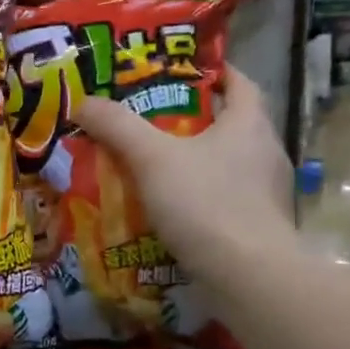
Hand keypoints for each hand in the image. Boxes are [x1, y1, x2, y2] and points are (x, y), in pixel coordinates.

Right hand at [70, 68, 294, 271]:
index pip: (239, 82)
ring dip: (194, 161)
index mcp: (250, 124)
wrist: (248, 277)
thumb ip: (117, 126)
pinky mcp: (259, 226)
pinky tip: (169, 209)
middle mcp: (266, 152)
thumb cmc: (206, 202)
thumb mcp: (152, 158)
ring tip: (152, 165)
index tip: (181, 71)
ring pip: (226, 164)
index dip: (214, 72)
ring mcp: (266, 193)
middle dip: (192, 120)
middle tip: (149, 120)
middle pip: (231, 123)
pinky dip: (199, 197)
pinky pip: (224, 199)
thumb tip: (83, 101)